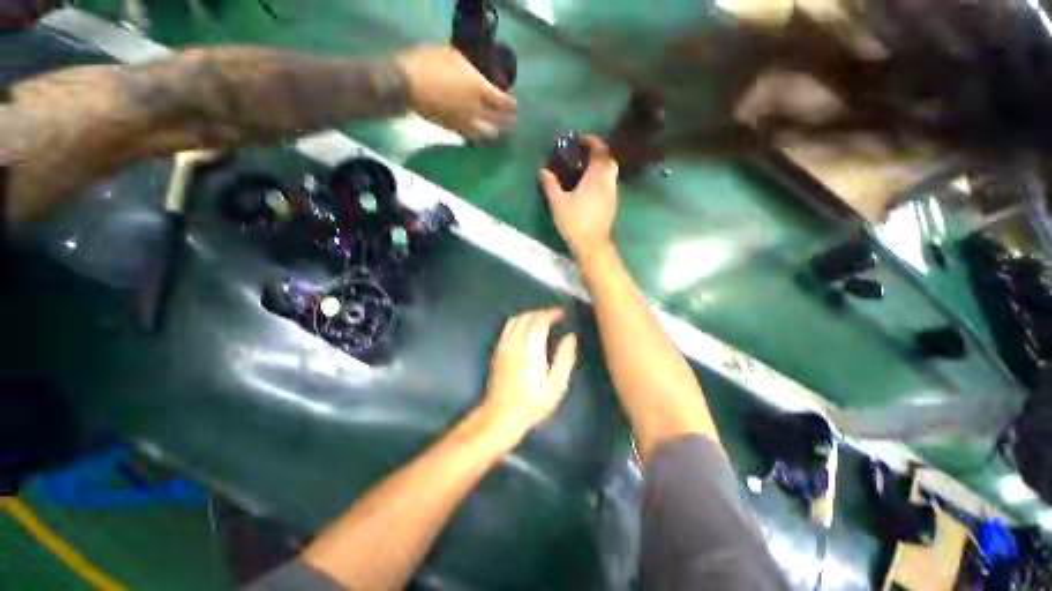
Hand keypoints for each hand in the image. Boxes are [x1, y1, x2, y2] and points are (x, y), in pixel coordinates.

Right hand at [395, 46, 517, 139]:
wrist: (405, 84)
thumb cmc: (428, 63)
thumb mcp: (453, 55)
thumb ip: (471, 69)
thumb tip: (480, 76)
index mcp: (479, 89)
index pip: (503, 103)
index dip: (512, 105)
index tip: (515, 105)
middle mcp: (477, 110)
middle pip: (499, 122)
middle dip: (508, 123)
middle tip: (512, 122)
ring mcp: (465, 123)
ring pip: (487, 134)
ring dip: (495, 132)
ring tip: (498, 131)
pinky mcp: (454, 131)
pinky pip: (472, 137)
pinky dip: (480, 137)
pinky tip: (481, 135)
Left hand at [481, 309, 576, 440]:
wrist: (501, 415)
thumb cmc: (532, 402)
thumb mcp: (556, 384)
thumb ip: (564, 357)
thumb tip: (570, 337)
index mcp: (530, 348)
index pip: (540, 321)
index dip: (551, 313)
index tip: (561, 313)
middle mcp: (514, 342)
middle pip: (526, 317)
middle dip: (540, 312)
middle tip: (553, 316)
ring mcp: (503, 346)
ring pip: (514, 320)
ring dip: (528, 315)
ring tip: (540, 320)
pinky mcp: (497, 352)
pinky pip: (507, 328)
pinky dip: (518, 322)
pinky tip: (525, 330)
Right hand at [539, 135, 618, 256]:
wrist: (591, 244)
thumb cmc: (574, 221)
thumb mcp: (558, 203)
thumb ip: (550, 185)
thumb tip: (543, 171)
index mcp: (596, 177)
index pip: (600, 151)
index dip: (593, 142)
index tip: (582, 140)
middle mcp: (608, 182)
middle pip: (610, 160)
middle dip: (600, 153)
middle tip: (586, 156)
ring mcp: (612, 194)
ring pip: (611, 173)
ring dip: (602, 167)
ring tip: (587, 172)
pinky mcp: (612, 205)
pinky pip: (610, 185)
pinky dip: (603, 180)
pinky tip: (591, 189)